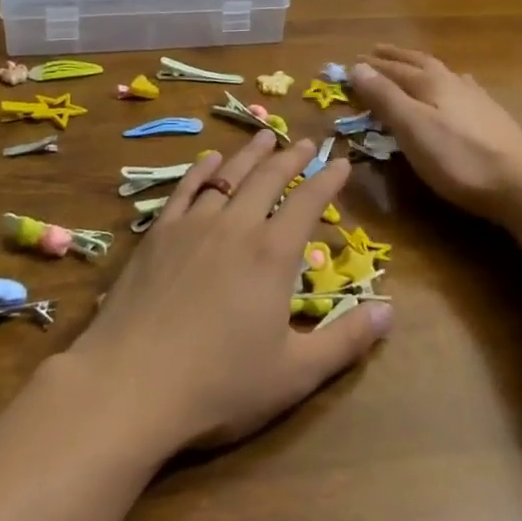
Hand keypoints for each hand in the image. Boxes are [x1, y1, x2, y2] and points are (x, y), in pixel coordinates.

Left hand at [65, 131, 391, 453]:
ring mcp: (192, 226)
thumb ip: (346, 340)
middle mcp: (236, 226)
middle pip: (269, 178)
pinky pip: (185, 190)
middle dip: (292, 157)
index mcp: (273, 254)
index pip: (308, 201)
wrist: (131, 385)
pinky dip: (201, 171)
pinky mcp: (158, 234)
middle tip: (308, 141)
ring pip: (228, 176)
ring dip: (250, 154)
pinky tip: (209, 161)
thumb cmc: (220, 385)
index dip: (328, 179)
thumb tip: (390, 310)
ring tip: (266, 136)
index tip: (342, 161)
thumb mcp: (295, 373)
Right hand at [349, 46, 521, 220]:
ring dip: (420, 66)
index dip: (371, 67)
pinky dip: (448, 82)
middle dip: (395, 58)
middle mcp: (452, 82)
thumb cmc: (459, 158)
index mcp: (430, 83)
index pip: (393, 69)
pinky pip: (461, 87)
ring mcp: (475, 98)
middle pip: (419, 63)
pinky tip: (457, 87)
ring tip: (410, 64)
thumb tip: (358, 67)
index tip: (351, 62)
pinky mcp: (491, 117)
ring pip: (442, 73)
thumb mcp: (412, 128)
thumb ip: (385, 97)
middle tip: (376, 51)